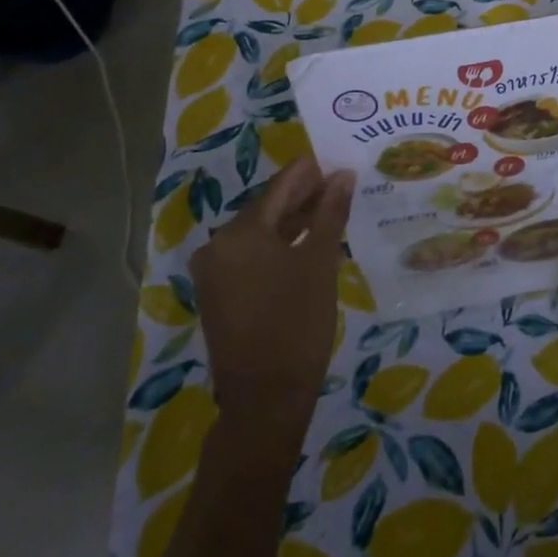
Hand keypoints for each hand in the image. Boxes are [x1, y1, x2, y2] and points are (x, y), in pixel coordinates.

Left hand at [188, 156, 354, 399]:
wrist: (265, 398)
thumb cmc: (297, 323)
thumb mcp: (320, 262)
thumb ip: (330, 213)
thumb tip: (343, 175)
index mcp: (239, 233)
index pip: (279, 187)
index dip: (309, 171)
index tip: (336, 158)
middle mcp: (218, 245)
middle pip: (267, 208)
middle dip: (303, 195)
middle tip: (340, 182)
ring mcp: (215, 272)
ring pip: (260, 232)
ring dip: (293, 220)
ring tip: (330, 208)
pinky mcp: (219, 294)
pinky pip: (252, 255)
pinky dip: (279, 245)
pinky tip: (307, 241)